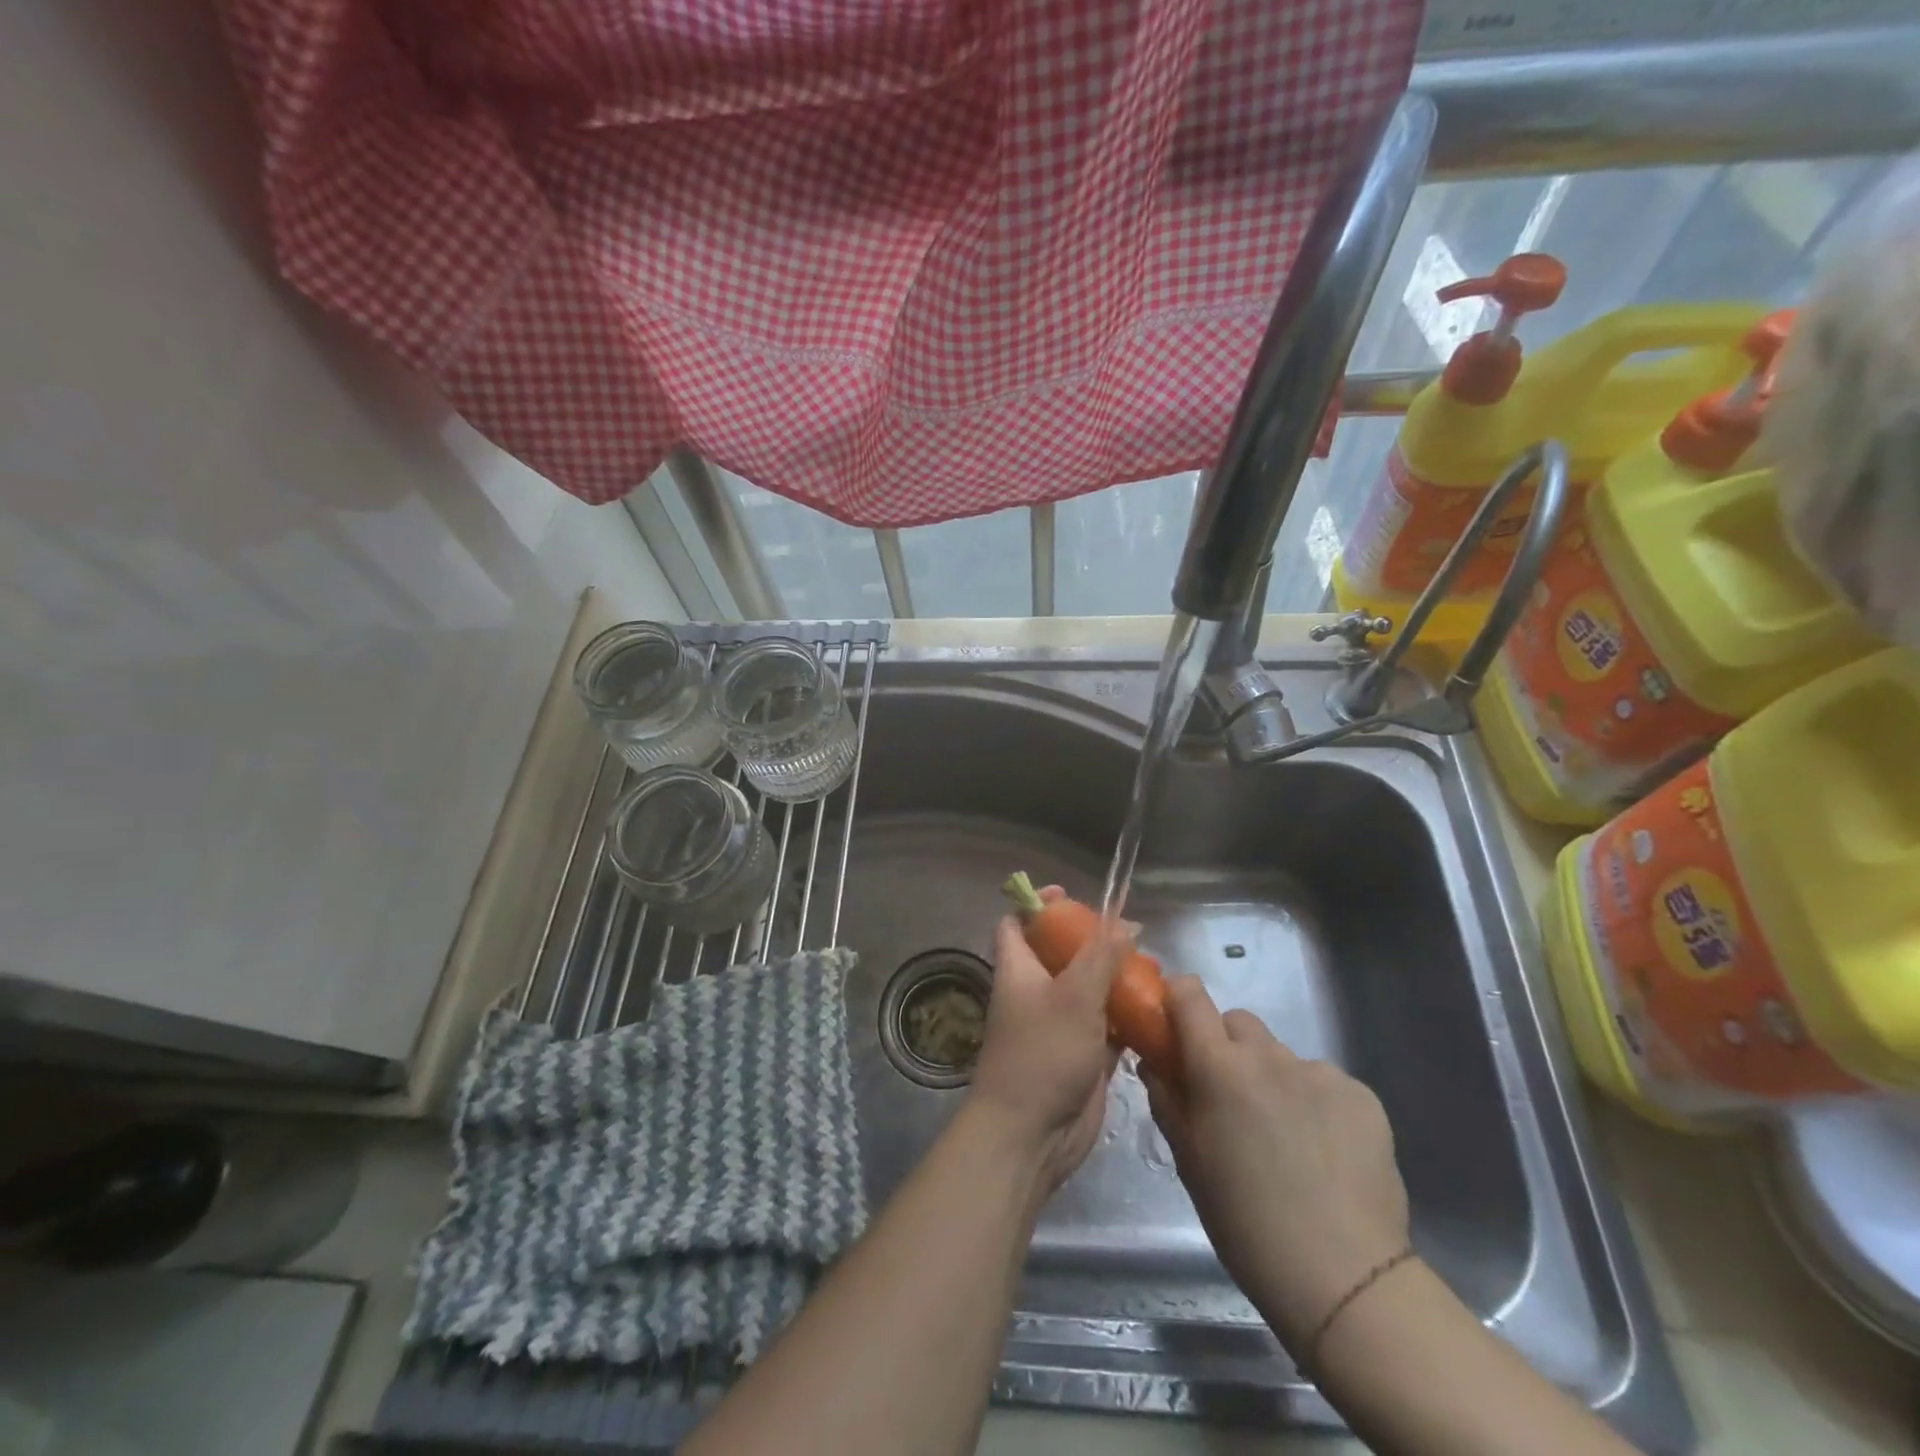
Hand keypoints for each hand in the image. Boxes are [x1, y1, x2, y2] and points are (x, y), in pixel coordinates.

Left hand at [967, 887, 1124, 1195]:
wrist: (1031, 1136)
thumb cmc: (1042, 1054)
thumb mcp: (1074, 996)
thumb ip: (1101, 956)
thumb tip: (1126, 923)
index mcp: (1019, 969)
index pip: (1016, 923)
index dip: (1037, 905)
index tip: (1069, 895)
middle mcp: (1036, 992)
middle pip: (1061, 954)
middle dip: (1092, 941)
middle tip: (1128, 934)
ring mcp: (1059, 1025)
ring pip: (1088, 989)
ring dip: (1115, 979)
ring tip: (1152, 967)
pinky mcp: (1082, 1055)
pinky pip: (1107, 1026)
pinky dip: (1126, 1017)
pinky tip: (1156, 1009)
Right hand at [1142, 975, 1410, 1353]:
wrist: (1342, 1278)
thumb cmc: (1245, 1222)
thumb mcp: (1188, 1160)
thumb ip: (1167, 1098)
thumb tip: (1156, 1062)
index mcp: (1218, 1067)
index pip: (1189, 995)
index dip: (1178, 999)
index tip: (1174, 1024)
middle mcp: (1268, 1055)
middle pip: (1237, 1022)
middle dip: (1226, 1046)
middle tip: (1229, 1095)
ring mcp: (1319, 1072)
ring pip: (1281, 1055)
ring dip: (1271, 1078)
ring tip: (1283, 1136)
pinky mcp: (1362, 1095)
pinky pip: (1324, 1082)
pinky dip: (1314, 1103)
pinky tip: (1323, 1151)